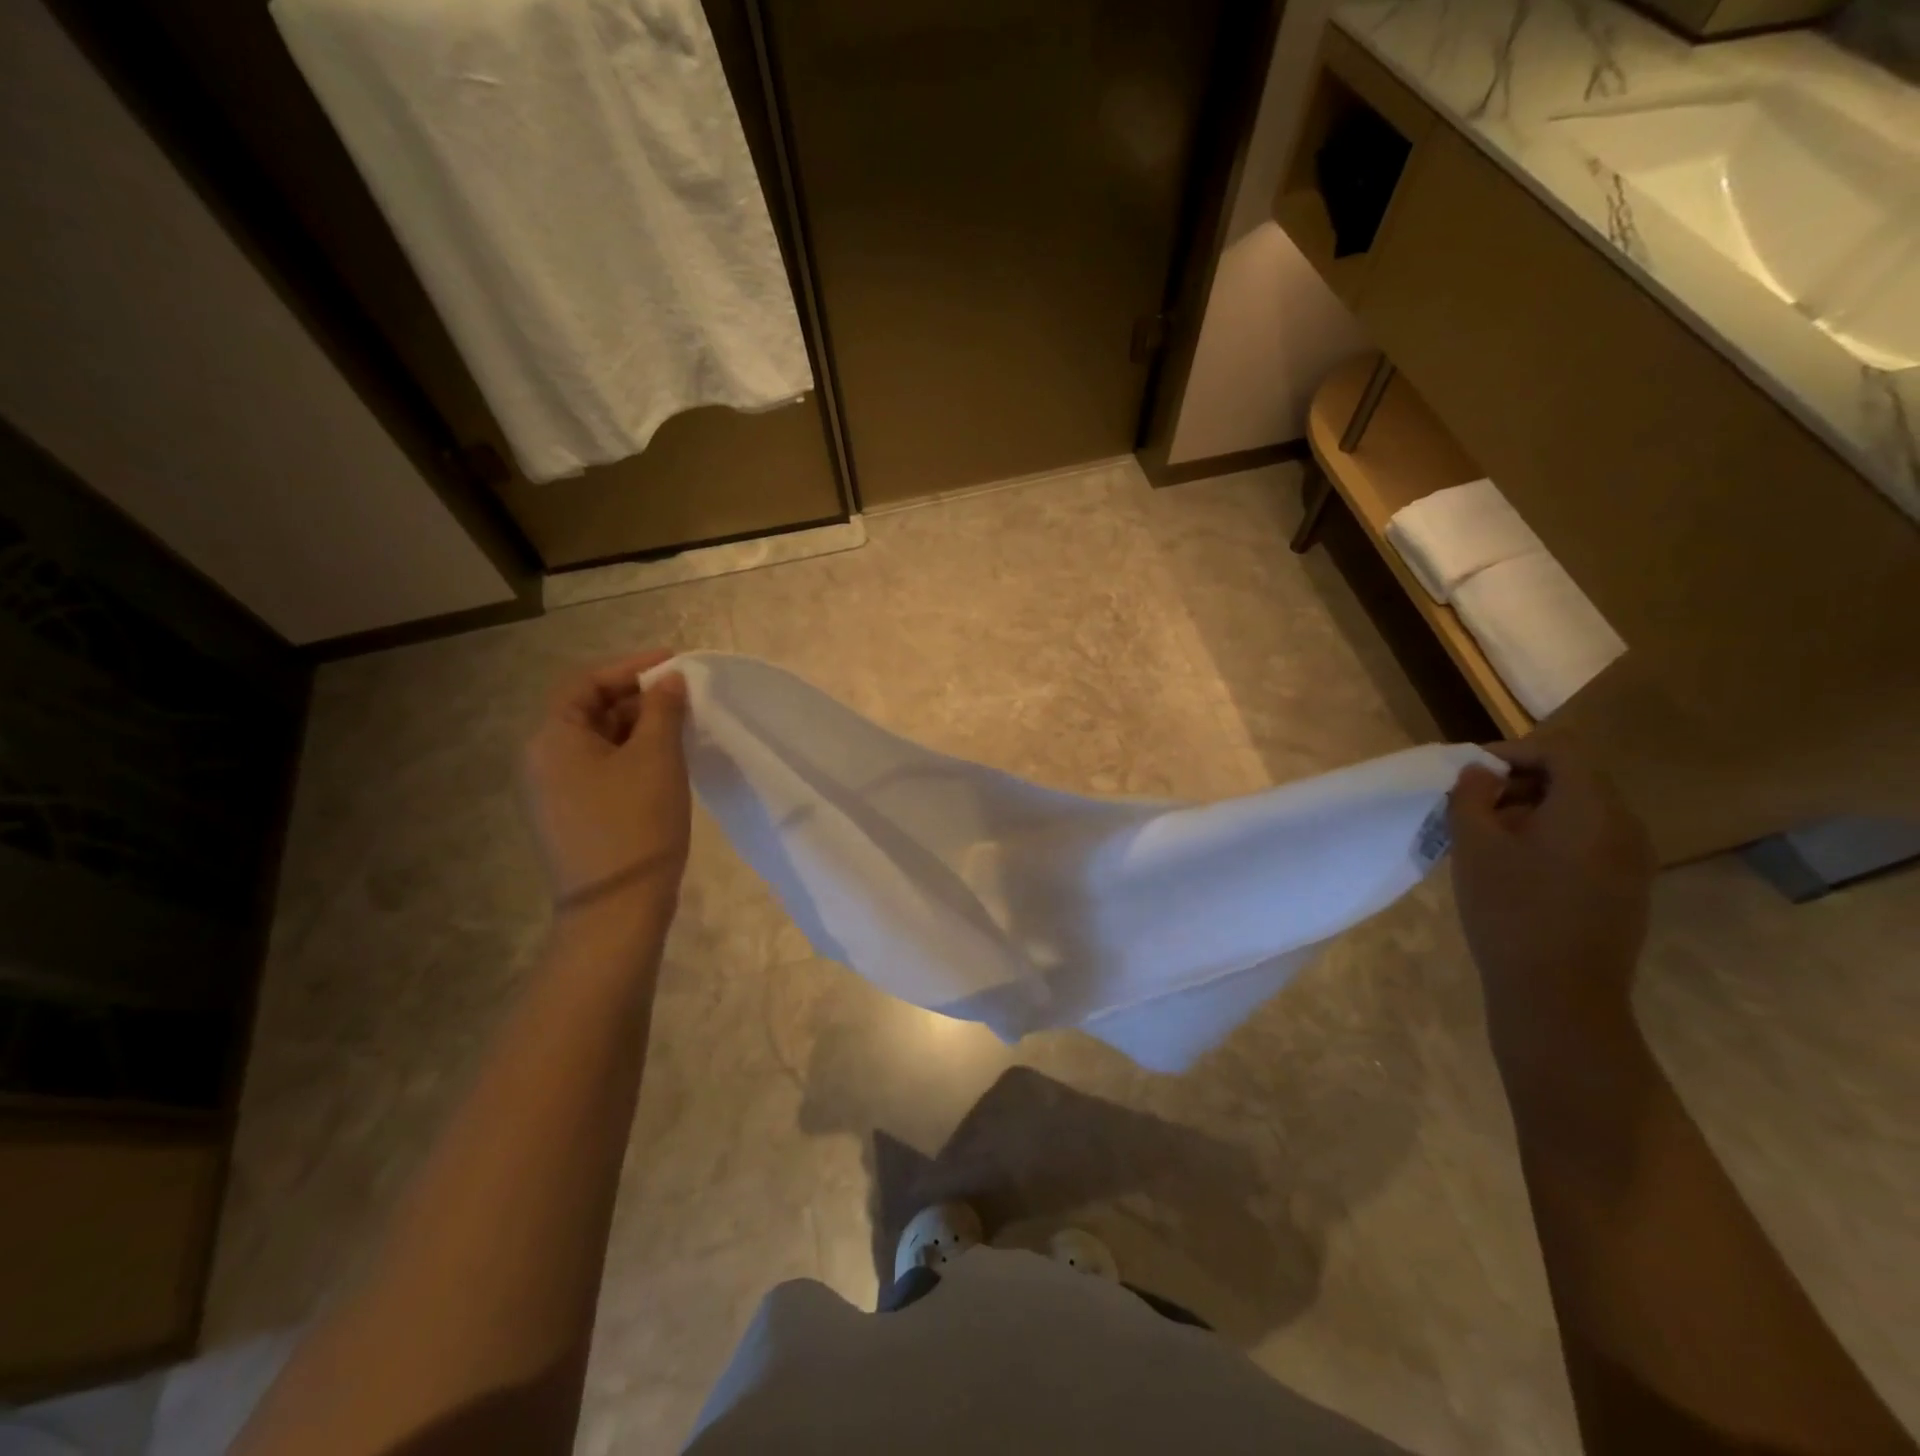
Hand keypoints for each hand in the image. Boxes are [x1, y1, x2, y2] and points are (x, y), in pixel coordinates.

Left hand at [521, 650, 690, 923]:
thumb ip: (663, 709)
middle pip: (588, 709)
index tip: (675, 663)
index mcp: (552, 737)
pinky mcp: (569, 814)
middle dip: (636, 697)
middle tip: (683, 697)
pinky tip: (663, 762)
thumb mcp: (657, 758)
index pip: (585, 682)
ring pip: (596, 741)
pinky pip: (598, 768)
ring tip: (680, 727)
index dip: (630, 666)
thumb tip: (669, 680)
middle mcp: (541, 759)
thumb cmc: (637, 824)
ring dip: (636, 727)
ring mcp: (552, 790)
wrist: (616, 908)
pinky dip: (629, 755)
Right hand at [1448, 740, 1653, 1071]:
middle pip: (1574, 779)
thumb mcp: (1474, 846)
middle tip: (1472, 806)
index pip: (1560, 751)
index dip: (1511, 751)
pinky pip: (1589, 842)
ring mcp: (1632, 861)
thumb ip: (1471, 796)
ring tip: (1488, 839)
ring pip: (1581, 812)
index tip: (1469, 774)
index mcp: (1592, 808)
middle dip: (1519, 782)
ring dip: (1532, 811)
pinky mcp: (1627, 890)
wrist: (1559, 995)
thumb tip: (1479, 772)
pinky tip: (1516, 870)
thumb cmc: (1510, 910)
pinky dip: (1551, 838)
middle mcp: (1625, 826)